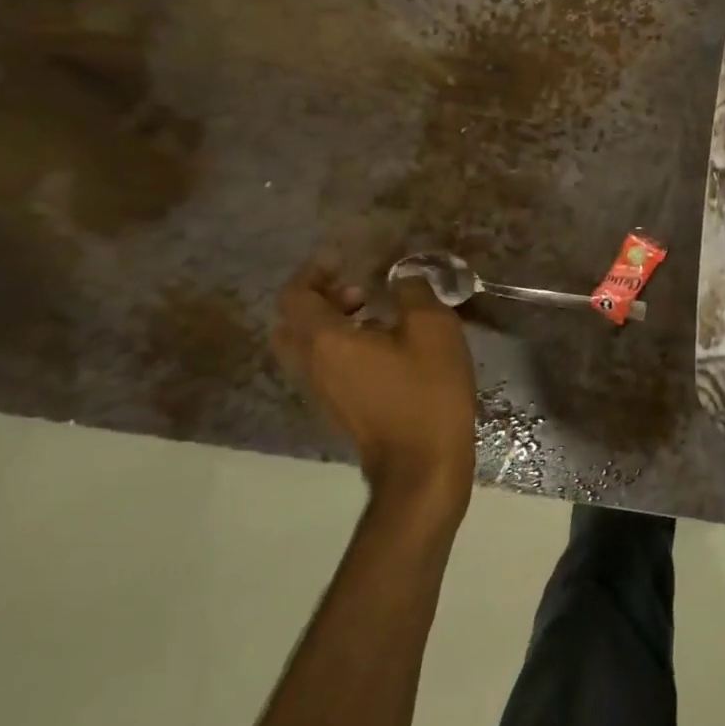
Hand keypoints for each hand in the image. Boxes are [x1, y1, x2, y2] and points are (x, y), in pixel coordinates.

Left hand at [274, 263, 476, 520]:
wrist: (422, 465)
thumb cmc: (427, 392)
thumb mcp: (433, 329)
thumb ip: (413, 293)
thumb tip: (401, 278)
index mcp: (325, 340)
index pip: (295, 295)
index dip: (314, 272)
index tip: (343, 260)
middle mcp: (311, 365)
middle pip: (291, 323)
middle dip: (318, 299)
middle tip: (357, 291)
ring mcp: (321, 392)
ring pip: (306, 348)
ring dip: (330, 324)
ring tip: (376, 316)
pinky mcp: (339, 410)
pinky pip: (324, 367)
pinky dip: (340, 348)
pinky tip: (385, 350)